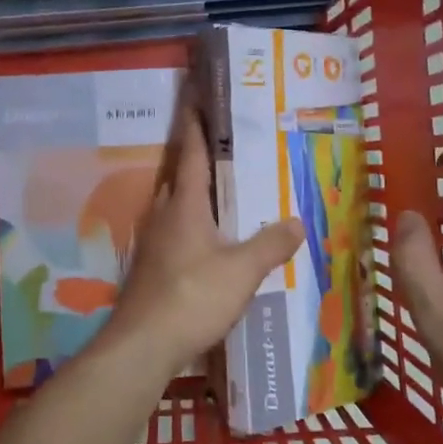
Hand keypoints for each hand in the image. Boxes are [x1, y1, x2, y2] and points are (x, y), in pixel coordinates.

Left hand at [100, 109, 303, 380]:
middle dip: (197, 159)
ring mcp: (154, 242)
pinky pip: (174, 232)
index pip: (192, 154)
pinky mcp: (151, 267)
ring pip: (175, 206)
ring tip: (222, 192)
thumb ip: (271, 245)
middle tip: (225, 148)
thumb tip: (298, 221)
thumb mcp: (242, 271)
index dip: (196, 126)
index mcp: (185, 205)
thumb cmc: (193, 297)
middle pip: (180, 177)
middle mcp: (164, 215)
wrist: (144, 344)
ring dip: (194, 194)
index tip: (196, 99)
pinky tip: (208, 241)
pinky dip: (191, 225)